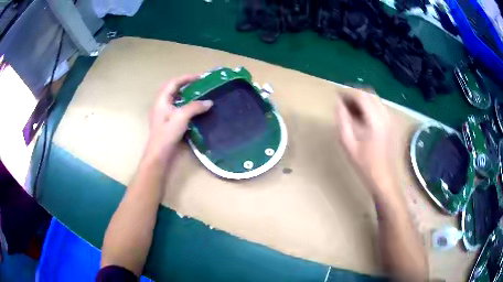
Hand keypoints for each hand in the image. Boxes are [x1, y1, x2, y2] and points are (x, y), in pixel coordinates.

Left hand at [146, 74, 212, 160]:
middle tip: (199, 85)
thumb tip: (209, 102)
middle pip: (173, 90)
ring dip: (187, 96)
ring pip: (176, 101)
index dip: (186, 78)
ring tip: (200, 96)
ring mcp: (165, 115)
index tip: (200, 77)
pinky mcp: (169, 124)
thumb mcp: (181, 117)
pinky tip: (196, 111)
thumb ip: (195, 107)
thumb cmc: (167, 134)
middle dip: (186, 85)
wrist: (160, 155)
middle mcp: (162, 106)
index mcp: (162, 101)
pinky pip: (179, 110)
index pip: (173, 83)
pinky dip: (187, 107)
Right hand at [336, 89, 392, 194]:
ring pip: (375, 100)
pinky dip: (369, 106)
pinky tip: (361, 117)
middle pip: (369, 94)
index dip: (348, 93)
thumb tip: (338, 103)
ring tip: (350, 109)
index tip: (337, 96)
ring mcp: (389, 119)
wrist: (382, 177)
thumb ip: (342, 120)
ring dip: (362, 100)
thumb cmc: (364, 164)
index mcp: (375, 119)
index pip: (361, 96)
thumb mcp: (347, 143)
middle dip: (355, 94)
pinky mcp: (390, 124)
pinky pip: (379, 107)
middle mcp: (384, 115)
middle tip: (343, 102)